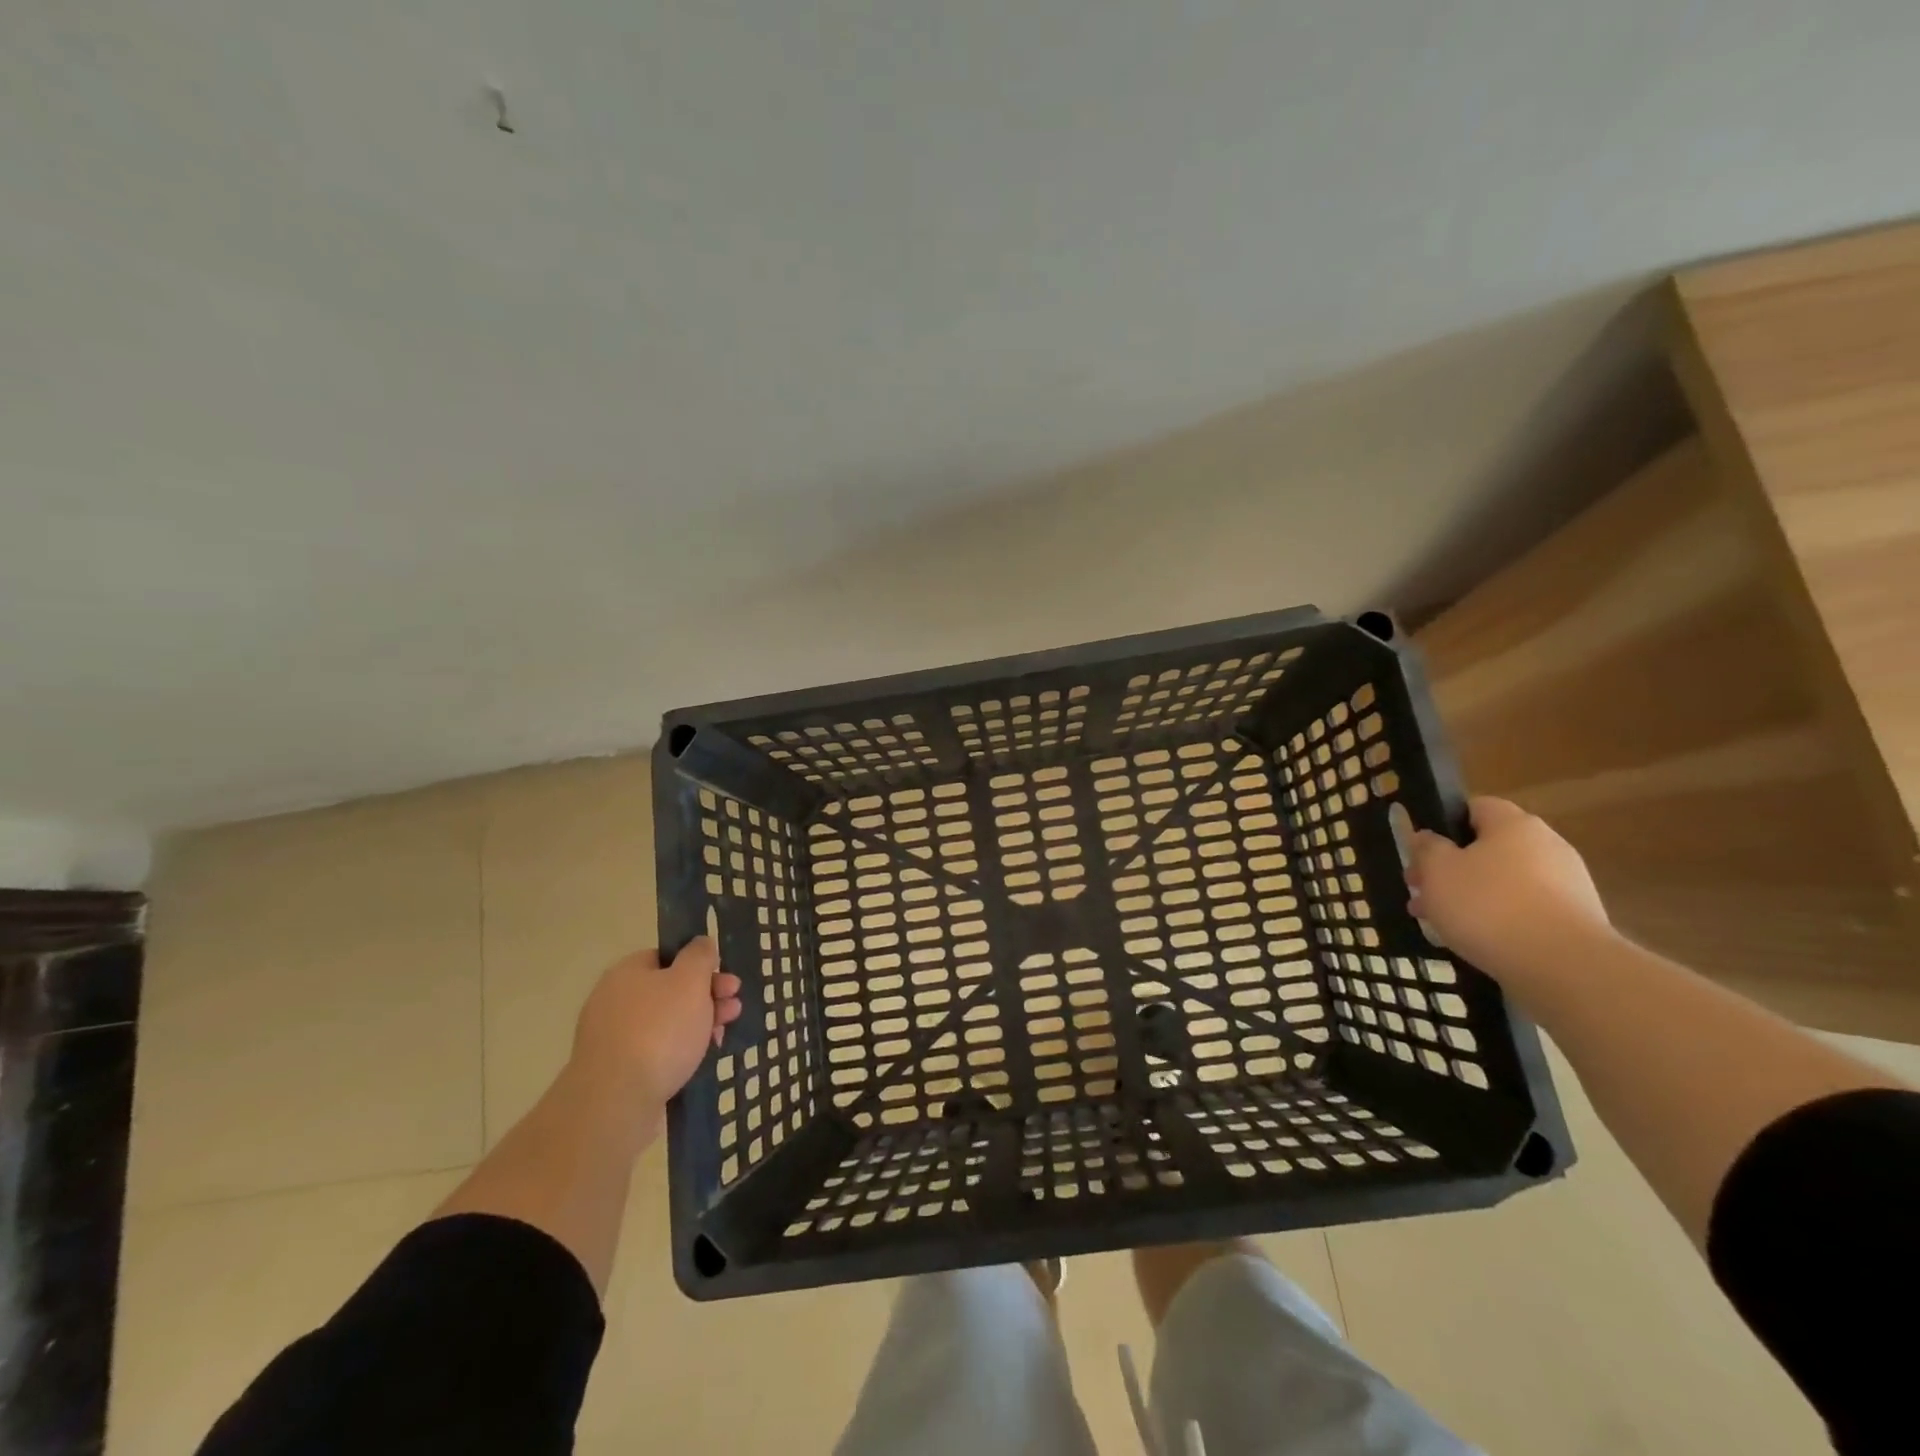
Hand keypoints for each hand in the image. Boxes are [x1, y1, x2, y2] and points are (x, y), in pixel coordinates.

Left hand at [570, 938, 742, 1107]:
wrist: (616, 1102)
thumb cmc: (659, 1031)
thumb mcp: (690, 981)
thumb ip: (699, 956)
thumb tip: (701, 943)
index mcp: (627, 972)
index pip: (667, 956)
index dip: (699, 965)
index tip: (724, 979)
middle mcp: (614, 1001)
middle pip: (669, 990)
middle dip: (707, 997)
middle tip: (734, 1006)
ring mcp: (612, 1038)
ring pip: (666, 1022)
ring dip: (699, 1023)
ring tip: (723, 1034)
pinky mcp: (617, 1071)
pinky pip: (655, 1051)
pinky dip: (679, 1051)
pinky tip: (700, 1059)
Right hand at [1405, 797, 1612, 981]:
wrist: (1565, 968)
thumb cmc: (1489, 905)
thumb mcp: (1437, 870)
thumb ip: (1426, 848)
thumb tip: (1428, 838)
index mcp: (1514, 824)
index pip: (1474, 807)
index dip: (1443, 825)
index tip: (1421, 853)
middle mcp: (1546, 845)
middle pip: (1487, 848)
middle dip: (1450, 869)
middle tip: (1420, 893)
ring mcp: (1567, 884)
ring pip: (1503, 882)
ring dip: (1470, 897)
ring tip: (1441, 923)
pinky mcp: (1576, 921)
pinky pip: (1525, 910)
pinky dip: (1499, 920)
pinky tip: (1477, 941)